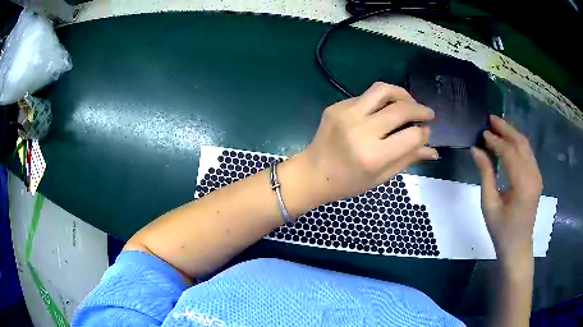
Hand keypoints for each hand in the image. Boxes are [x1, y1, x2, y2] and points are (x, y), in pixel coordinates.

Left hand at [299, 82, 437, 203]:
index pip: (411, 135)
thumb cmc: (348, 182)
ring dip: (402, 93)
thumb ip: (408, 159)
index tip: (426, 132)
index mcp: (373, 156)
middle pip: (400, 109)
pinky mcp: (336, 106)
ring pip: (383, 90)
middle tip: (428, 113)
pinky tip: (385, 110)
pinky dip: (381, 100)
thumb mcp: (381, 177)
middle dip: (420, 109)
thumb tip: (433, 149)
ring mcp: (346, 114)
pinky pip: (366, 96)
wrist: (313, 173)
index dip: (424, 132)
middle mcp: (360, 130)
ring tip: (410, 103)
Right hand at [471, 115, 542, 263]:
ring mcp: (537, 175)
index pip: (509, 153)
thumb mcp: (489, 204)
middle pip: (521, 143)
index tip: (482, 133)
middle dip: (505, 128)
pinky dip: (517, 144)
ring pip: (526, 146)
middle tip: (490, 119)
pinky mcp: (536, 178)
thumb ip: (485, 174)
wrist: (517, 247)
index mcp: (523, 183)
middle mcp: (533, 175)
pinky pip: (527, 154)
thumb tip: (476, 149)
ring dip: (512, 134)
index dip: (495, 140)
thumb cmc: (501, 230)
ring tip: (497, 126)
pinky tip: (508, 142)